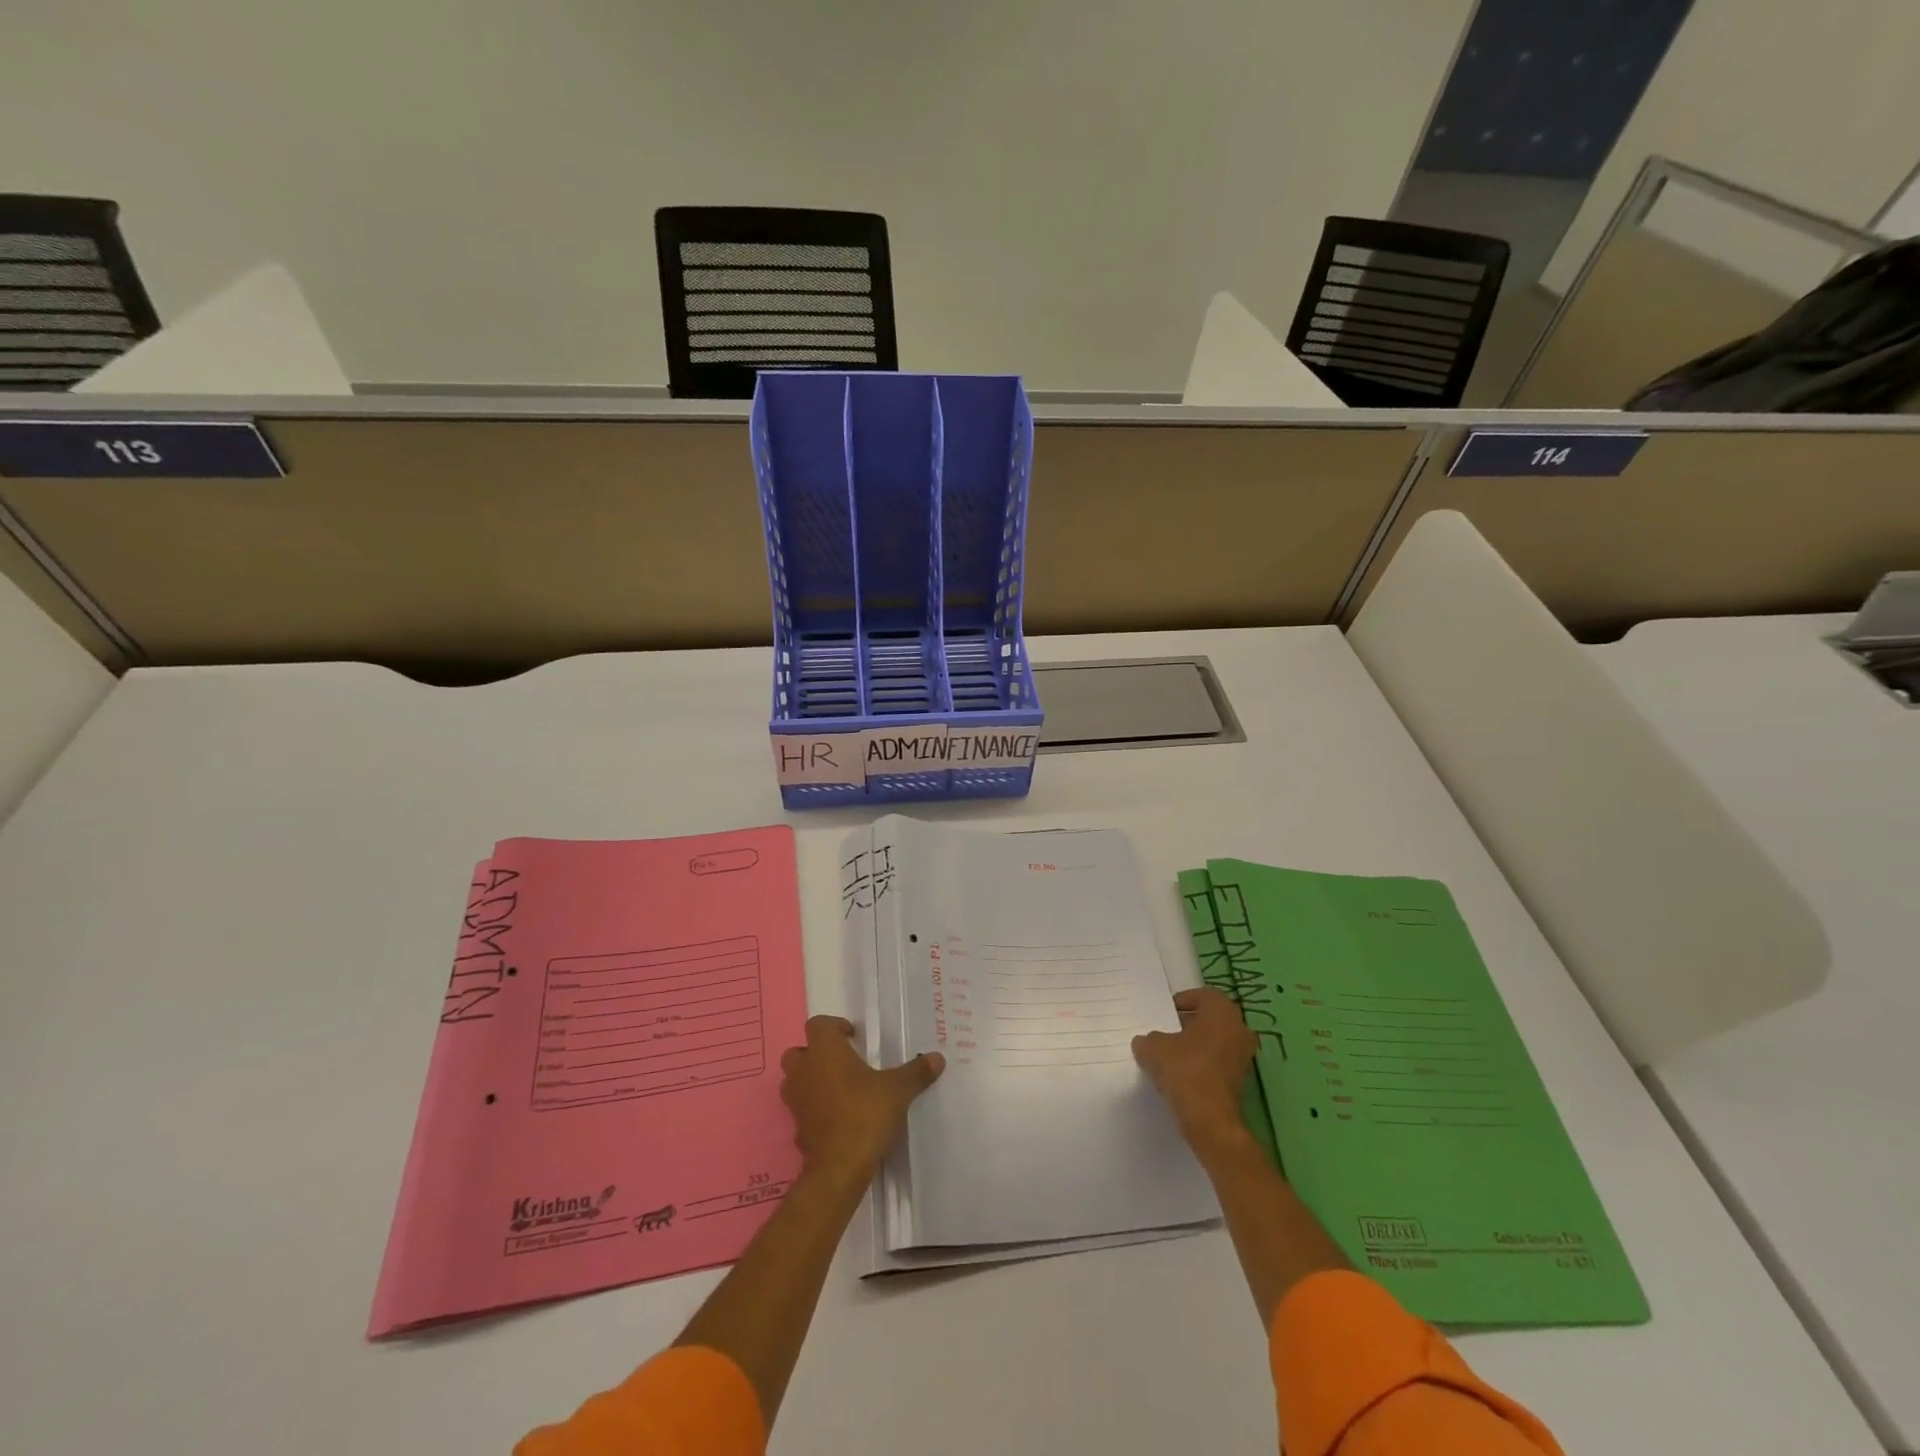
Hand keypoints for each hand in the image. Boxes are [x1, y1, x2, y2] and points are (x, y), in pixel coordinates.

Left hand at [780, 1015, 944, 1182]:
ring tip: (839, 1088)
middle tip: (843, 1061)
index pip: (818, 1024)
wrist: (839, 1167)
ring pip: (794, 1080)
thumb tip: (937, 1058)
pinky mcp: (796, 1128)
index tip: (853, 1037)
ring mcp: (796, 1100)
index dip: (834, 1026)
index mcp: (824, 1051)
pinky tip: (836, 1117)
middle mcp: (804, 1070)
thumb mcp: (898, 1090)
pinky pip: (802, 1109)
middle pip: (798, 1051)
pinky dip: (814, 1109)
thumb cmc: (865, 1114)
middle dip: (816, 1053)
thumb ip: (916, 1072)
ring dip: (811, 1080)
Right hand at [1132, 988, 1255, 1145]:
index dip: (1184, 1001)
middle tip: (1168, 1032)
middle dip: (1190, 1024)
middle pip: (1211, 1019)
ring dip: (1196, 1046)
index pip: (1204, 995)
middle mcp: (1239, 1029)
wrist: (1209, 1118)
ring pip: (1216, 1042)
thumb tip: (1146, 1042)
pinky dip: (1203, 1065)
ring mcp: (1243, 1056)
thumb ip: (1148, 1039)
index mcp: (1222, 1011)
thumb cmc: (1184, 1069)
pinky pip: (1218, 1063)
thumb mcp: (1153, 1047)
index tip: (1167, 1013)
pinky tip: (1182, 1075)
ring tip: (1171, 1055)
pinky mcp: (1241, 1081)